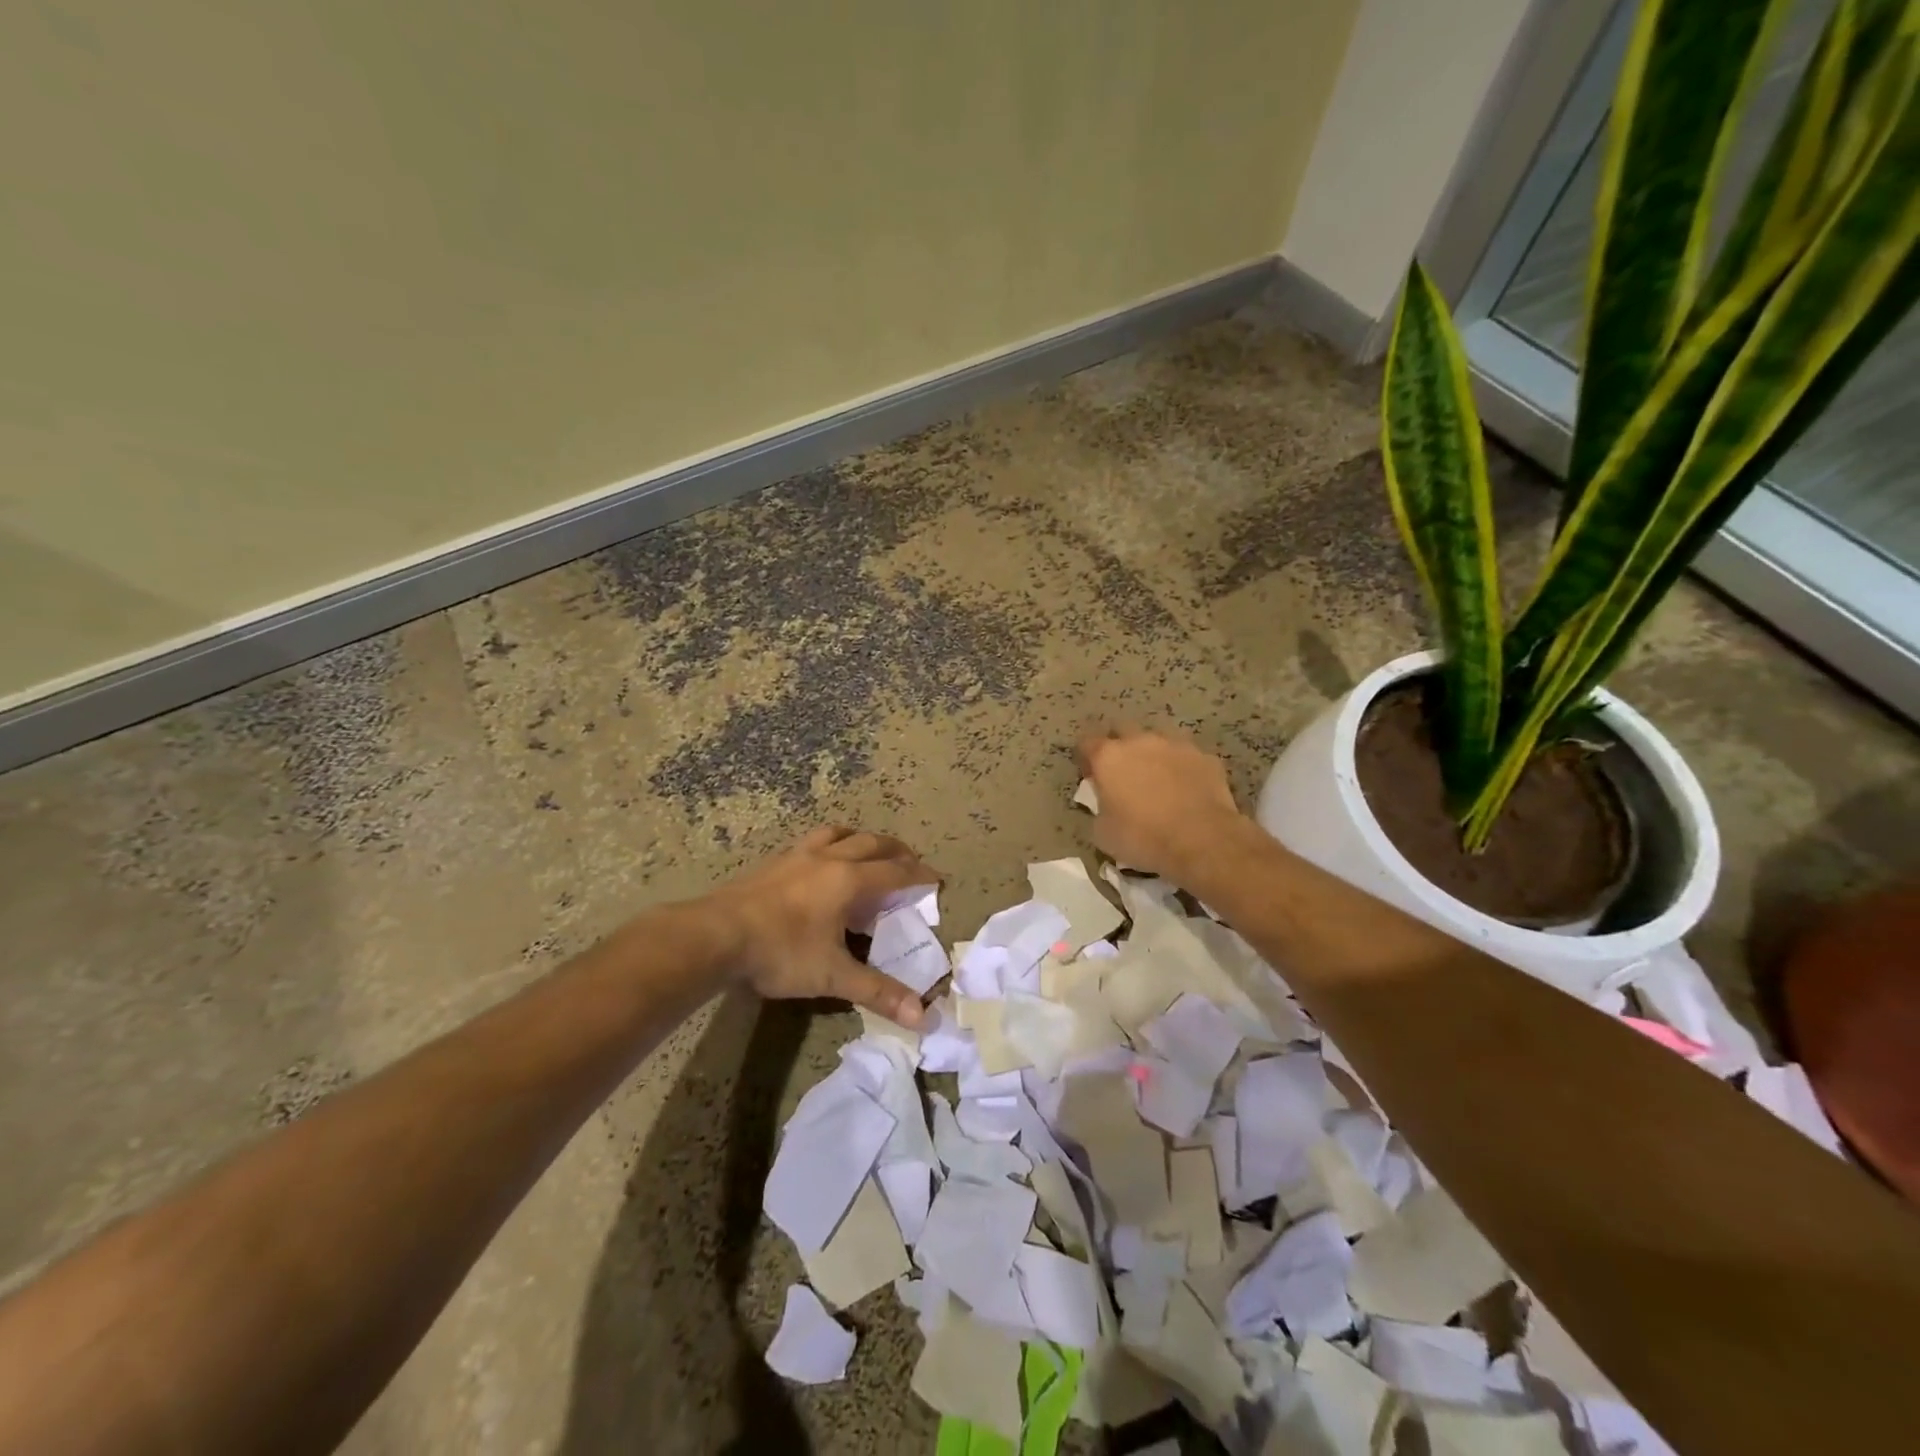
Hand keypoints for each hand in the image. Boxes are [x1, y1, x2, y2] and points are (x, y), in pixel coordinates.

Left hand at [704, 827, 939, 1025]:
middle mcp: (829, 858)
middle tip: (910, 863)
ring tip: (868, 851)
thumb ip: (878, 992)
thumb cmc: (780, 952)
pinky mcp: (774, 860)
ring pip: (840, 833)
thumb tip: (922, 1016)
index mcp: (849, 880)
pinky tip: (821, 861)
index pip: (896, 871)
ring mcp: (798, 855)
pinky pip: (813, 840)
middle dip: (897, 851)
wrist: (715, 935)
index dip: (919, 874)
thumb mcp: (833, 976)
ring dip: (862, 839)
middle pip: (872, 843)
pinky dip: (831, 843)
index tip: (936, 879)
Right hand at [1076, 727, 1245, 880]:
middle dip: (1120, 749)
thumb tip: (1107, 803)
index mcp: (1109, 756)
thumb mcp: (1103, 832)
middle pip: (1123, 732)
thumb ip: (1100, 807)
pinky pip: (1186, 757)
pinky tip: (1186, 790)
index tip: (1091, 777)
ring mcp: (1176, 745)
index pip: (1087, 743)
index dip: (1086, 759)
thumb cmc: (1143, 838)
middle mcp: (1140, 741)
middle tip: (1123, 775)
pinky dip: (1182, 768)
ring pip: (1158, 741)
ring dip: (1152, 755)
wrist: (1203, 841)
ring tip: (1158, 781)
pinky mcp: (1206, 757)